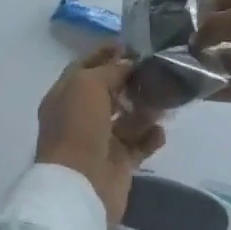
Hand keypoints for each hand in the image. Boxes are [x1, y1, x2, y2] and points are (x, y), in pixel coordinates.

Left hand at [36, 46, 167, 227]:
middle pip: (109, 91)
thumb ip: (110, 70)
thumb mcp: (88, 85)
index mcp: (65, 95)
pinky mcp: (118, 163)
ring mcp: (99, 141)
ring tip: (165, 99)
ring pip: (127, 118)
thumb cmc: (78, 127)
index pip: (86, 66)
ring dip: (145, 108)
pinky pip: (139, 145)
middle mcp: (80, 116)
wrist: (79, 186)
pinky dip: (150, 137)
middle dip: (131, 80)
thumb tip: (128, 62)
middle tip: (157, 69)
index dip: (106, 53)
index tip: (131, 43)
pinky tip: (160, 131)